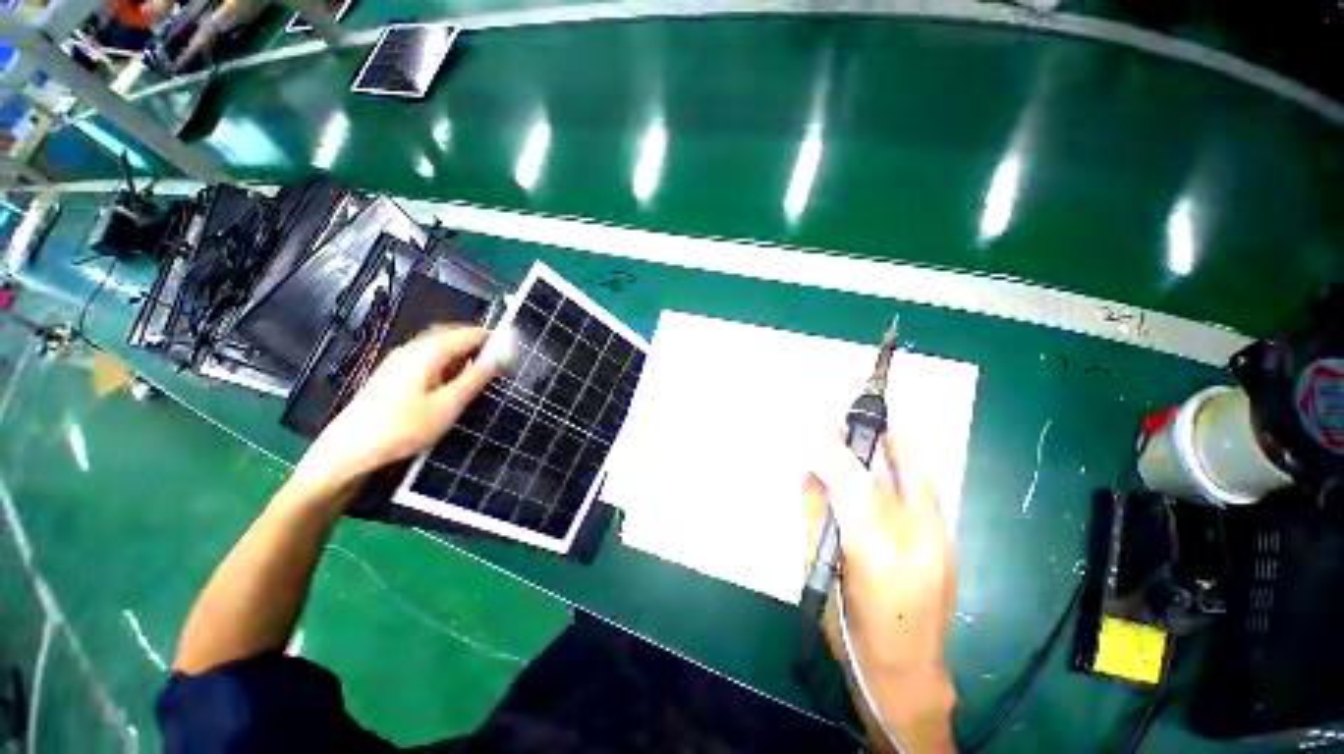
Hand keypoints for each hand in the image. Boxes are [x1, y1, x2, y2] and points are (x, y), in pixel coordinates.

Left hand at [291, 325, 496, 497]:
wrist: (348, 450)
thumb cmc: (402, 428)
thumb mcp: (447, 406)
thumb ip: (474, 379)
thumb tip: (498, 358)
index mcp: (428, 352)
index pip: (469, 334)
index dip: (494, 339)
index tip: (515, 349)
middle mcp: (413, 349)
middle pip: (452, 334)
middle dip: (478, 342)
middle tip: (502, 358)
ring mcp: (400, 360)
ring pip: (440, 346)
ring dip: (464, 352)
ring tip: (483, 371)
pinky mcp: (394, 374)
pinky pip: (429, 357)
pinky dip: (449, 362)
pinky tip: (454, 381)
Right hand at [804, 432, 956, 750]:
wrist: (904, 671)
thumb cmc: (850, 624)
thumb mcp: (817, 569)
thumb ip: (814, 514)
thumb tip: (811, 473)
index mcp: (873, 549)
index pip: (850, 479)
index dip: (831, 447)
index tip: (813, 429)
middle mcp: (916, 538)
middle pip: (887, 466)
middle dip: (863, 439)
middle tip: (841, 426)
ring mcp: (941, 539)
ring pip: (914, 472)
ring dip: (887, 447)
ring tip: (862, 434)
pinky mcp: (949, 542)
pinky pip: (924, 488)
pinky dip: (904, 466)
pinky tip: (886, 459)